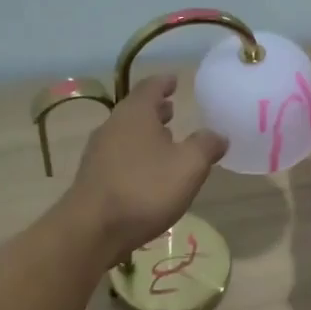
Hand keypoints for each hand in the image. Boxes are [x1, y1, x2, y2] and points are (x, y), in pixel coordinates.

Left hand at [66, 74, 228, 267]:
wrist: (92, 229)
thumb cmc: (144, 189)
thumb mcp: (189, 166)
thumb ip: (206, 146)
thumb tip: (218, 135)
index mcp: (136, 114)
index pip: (151, 87)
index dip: (164, 82)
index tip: (175, 80)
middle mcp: (113, 127)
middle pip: (136, 111)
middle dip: (155, 110)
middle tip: (172, 109)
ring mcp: (99, 153)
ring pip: (126, 134)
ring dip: (145, 134)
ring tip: (165, 141)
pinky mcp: (93, 178)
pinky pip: (119, 157)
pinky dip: (136, 156)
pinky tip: (147, 173)